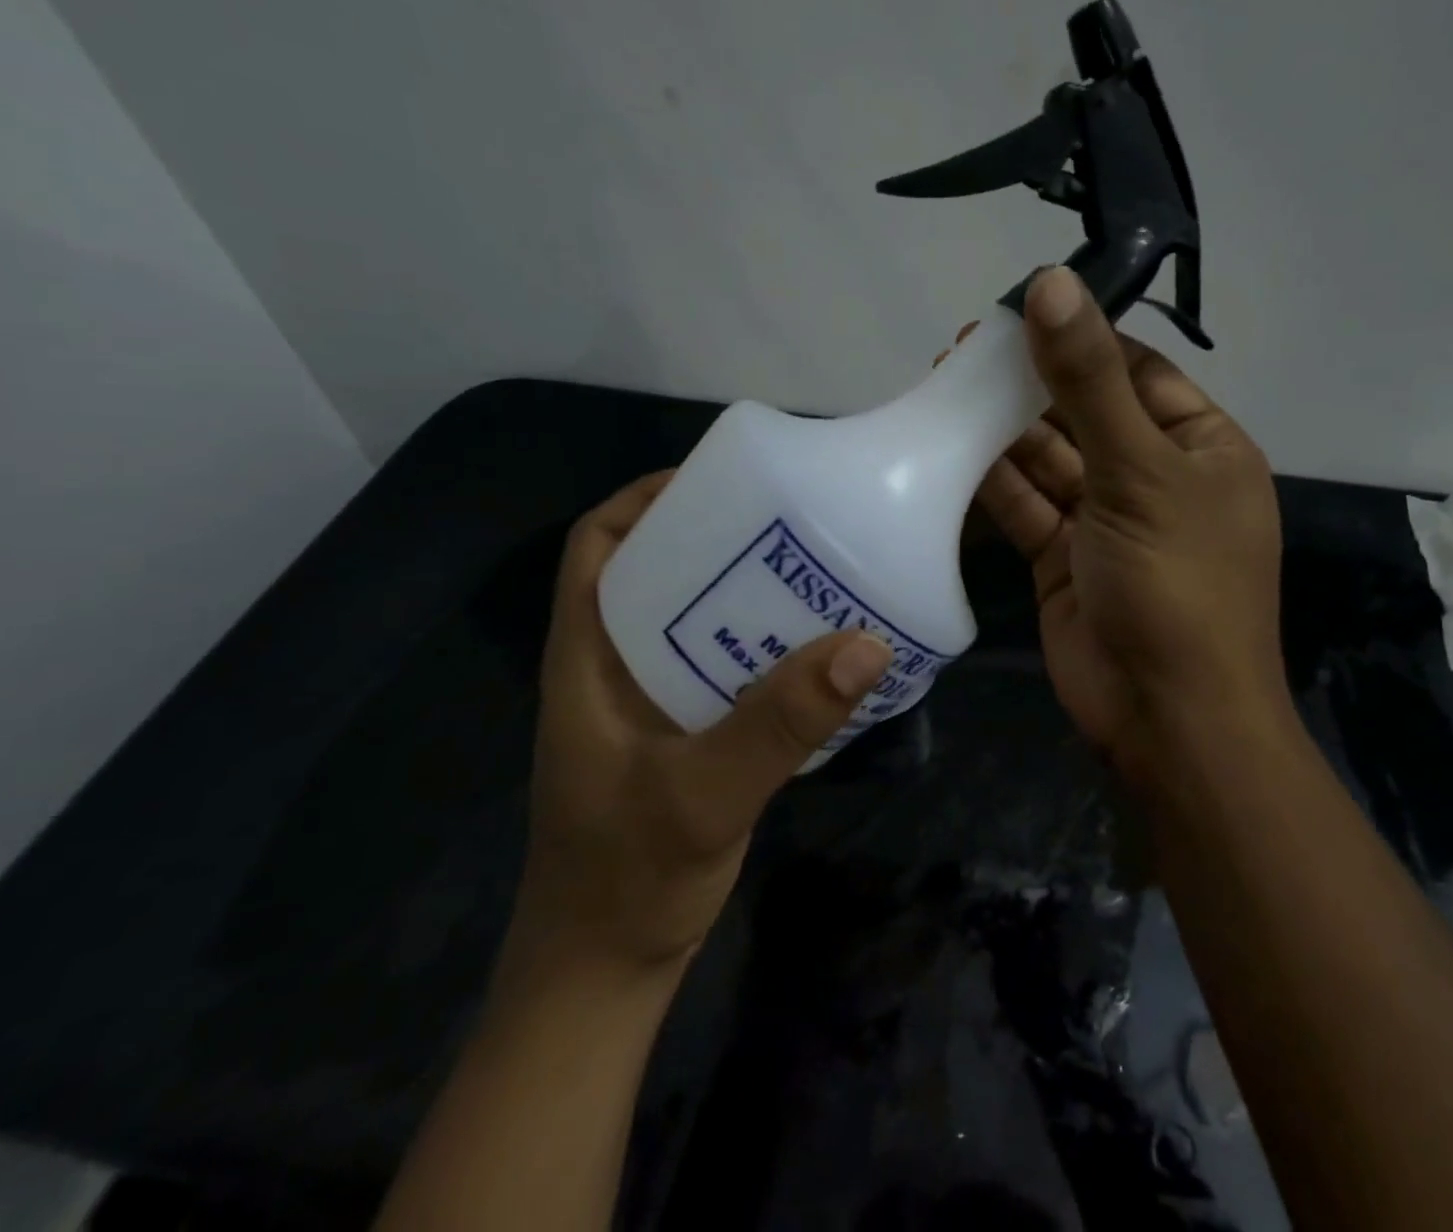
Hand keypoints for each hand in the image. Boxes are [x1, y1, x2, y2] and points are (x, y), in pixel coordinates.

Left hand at [513, 472, 892, 971]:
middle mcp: (615, 665)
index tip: (719, 480)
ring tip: (814, 568)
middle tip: (791, 518)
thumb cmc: (624, 879)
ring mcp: (651, 702)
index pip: (598, 546)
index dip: (646, 500)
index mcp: (588, 657)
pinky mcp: (686, 733)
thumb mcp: (702, 795)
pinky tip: (817, 650)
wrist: (605, 973)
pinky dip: (764, 646)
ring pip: (695, 618)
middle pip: (657, 570)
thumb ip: (778, 723)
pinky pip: (725, 666)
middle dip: (714, 535)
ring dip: (746, 591)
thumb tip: (864, 644)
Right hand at [971, 267, 1289, 789]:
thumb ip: (1089, 380)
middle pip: (1085, 412)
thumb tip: (1051, 282)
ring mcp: (1106, 522)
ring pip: (1049, 460)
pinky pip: (1026, 506)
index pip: (1137, 371)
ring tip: (945, 385)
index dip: (1080, 338)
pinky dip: (992, 480)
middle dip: (1029, 382)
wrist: (1164, 718)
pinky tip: (948, 448)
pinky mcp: (1063, 560)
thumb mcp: (1138, 471)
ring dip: (1002, 428)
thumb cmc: (1175, 584)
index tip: (1017, 309)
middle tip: (964, 348)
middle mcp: (1155, 478)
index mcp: (1201, 448)